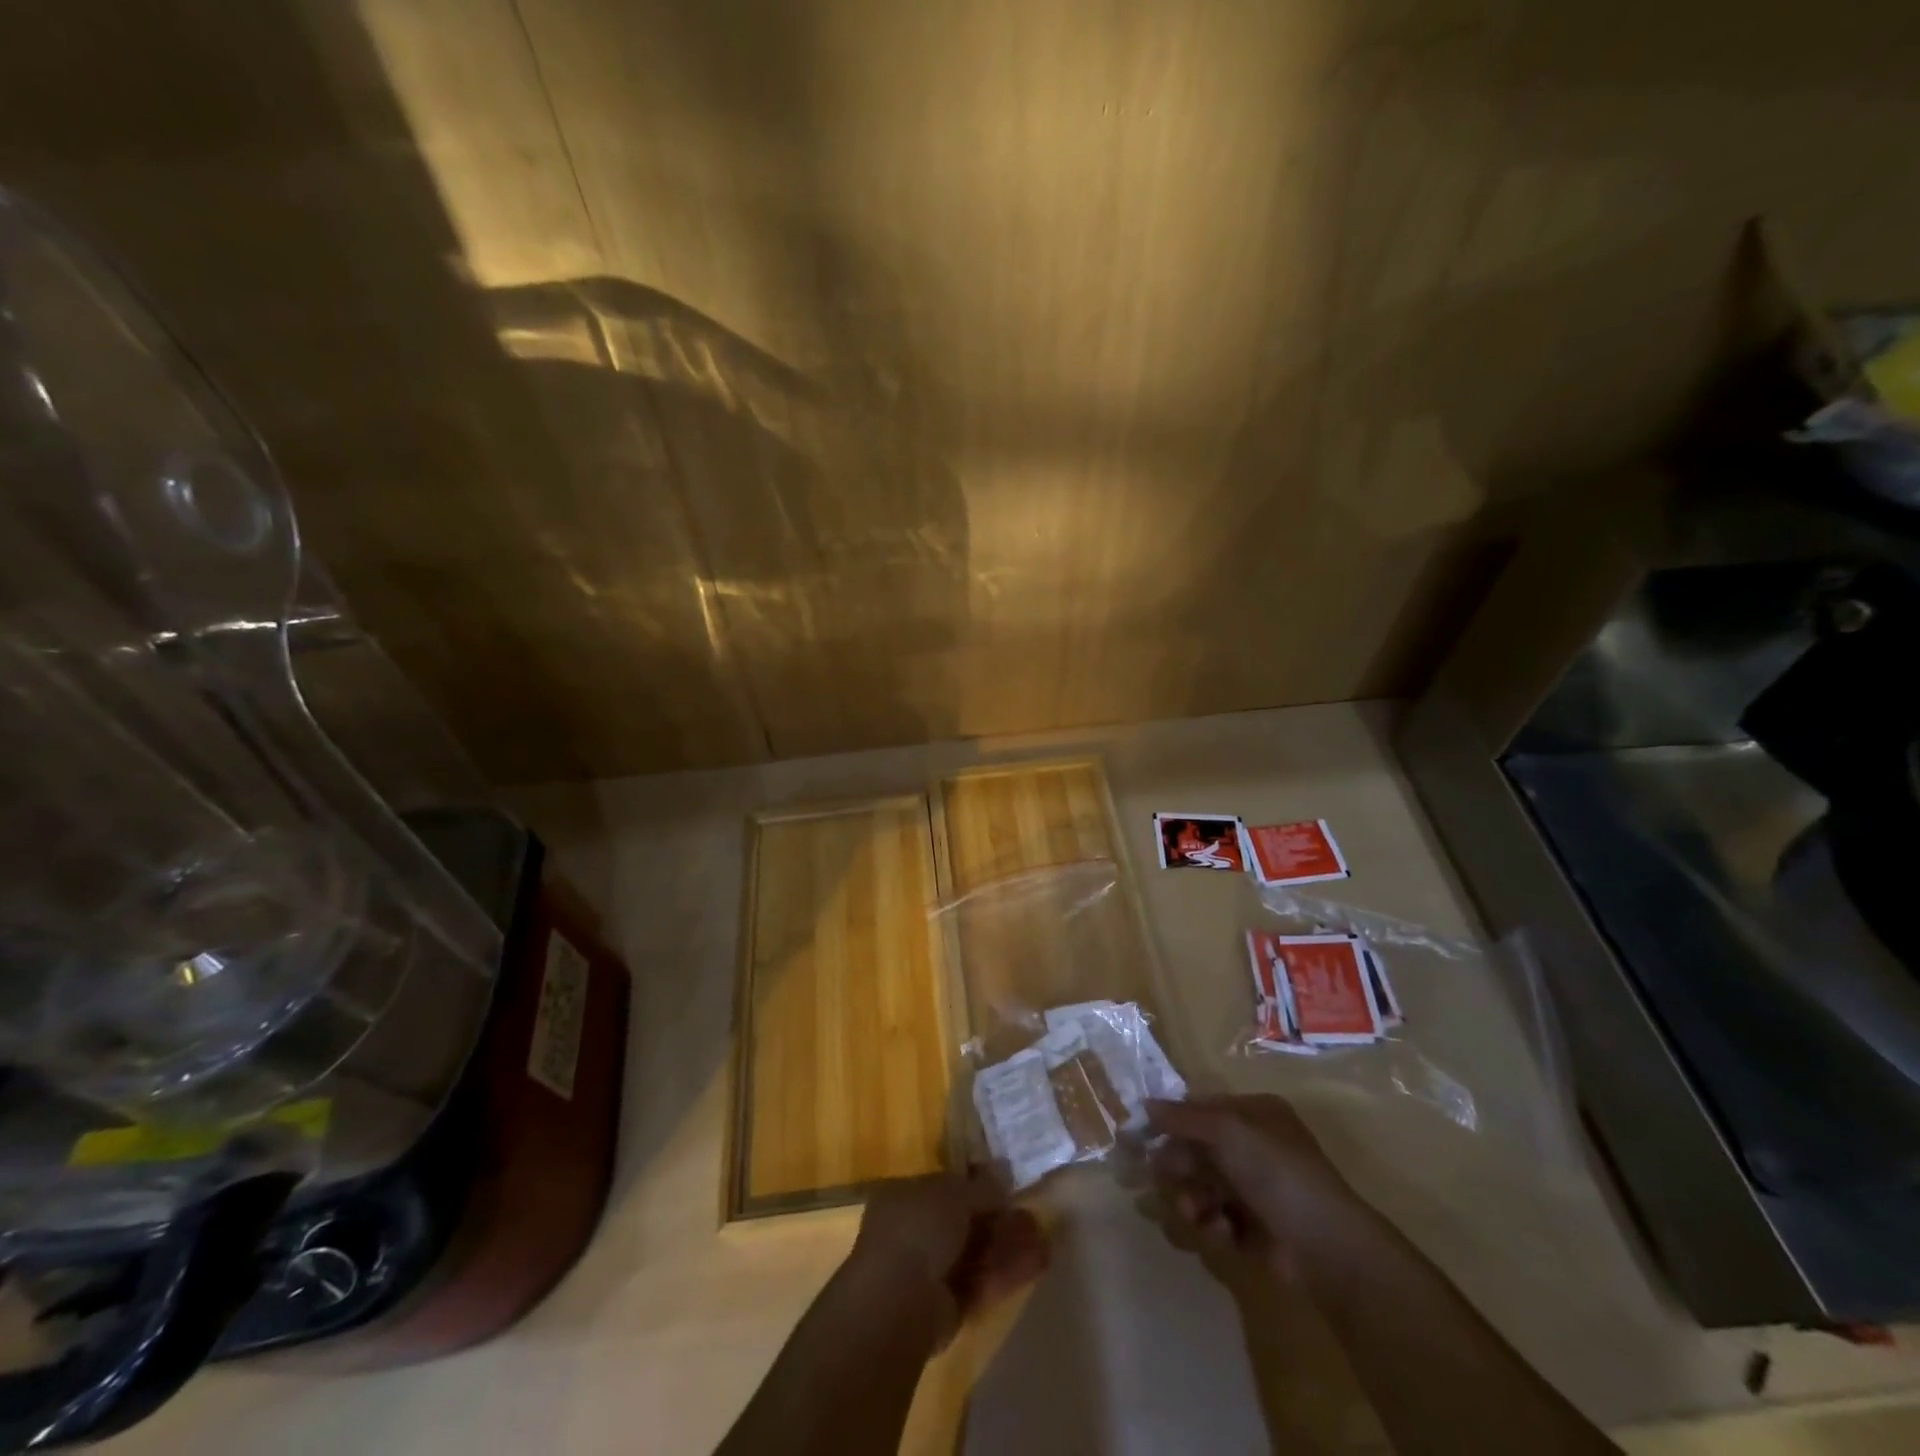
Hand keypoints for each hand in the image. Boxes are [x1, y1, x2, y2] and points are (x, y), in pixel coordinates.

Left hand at [847, 1174, 1048, 1345]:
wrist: (898, 1304)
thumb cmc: (919, 1229)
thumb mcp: (954, 1194)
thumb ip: (982, 1185)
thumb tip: (1005, 1170)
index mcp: (904, 1196)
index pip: (944, 1185)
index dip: (976, 1183)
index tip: (1006, 1184)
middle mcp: (913, 1231)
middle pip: (963, 1221)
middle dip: (997, 1217)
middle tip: (1030, 1211)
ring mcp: (929, 1271)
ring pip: (975, 1252)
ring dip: (1007, 1243)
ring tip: (1042, 1234)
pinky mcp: (947, 1306)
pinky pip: (981, 1281)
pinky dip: (1007, 1271)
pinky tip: (1038, 1261)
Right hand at [1147, 1094, 1371, 1280]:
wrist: (1326, 1246)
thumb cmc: (1276, 1172)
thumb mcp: (1226, 1131)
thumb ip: (1182, 1117)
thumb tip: (1143, 1104)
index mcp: (1254, 1114)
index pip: (1201, 1109)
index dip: (1171, 1121)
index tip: (1140, 1136)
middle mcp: (1254, 1147)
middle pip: (1198, 1150)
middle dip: (1178, 1165)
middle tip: (1160, 1178)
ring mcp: (1256, 1190)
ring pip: (1203, 1186)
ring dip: (1191, 1198)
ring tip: (1193, 1213)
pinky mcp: (1255, 1229)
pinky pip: (1218, 1218)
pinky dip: (1213, 1225)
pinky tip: (1220, 1232)